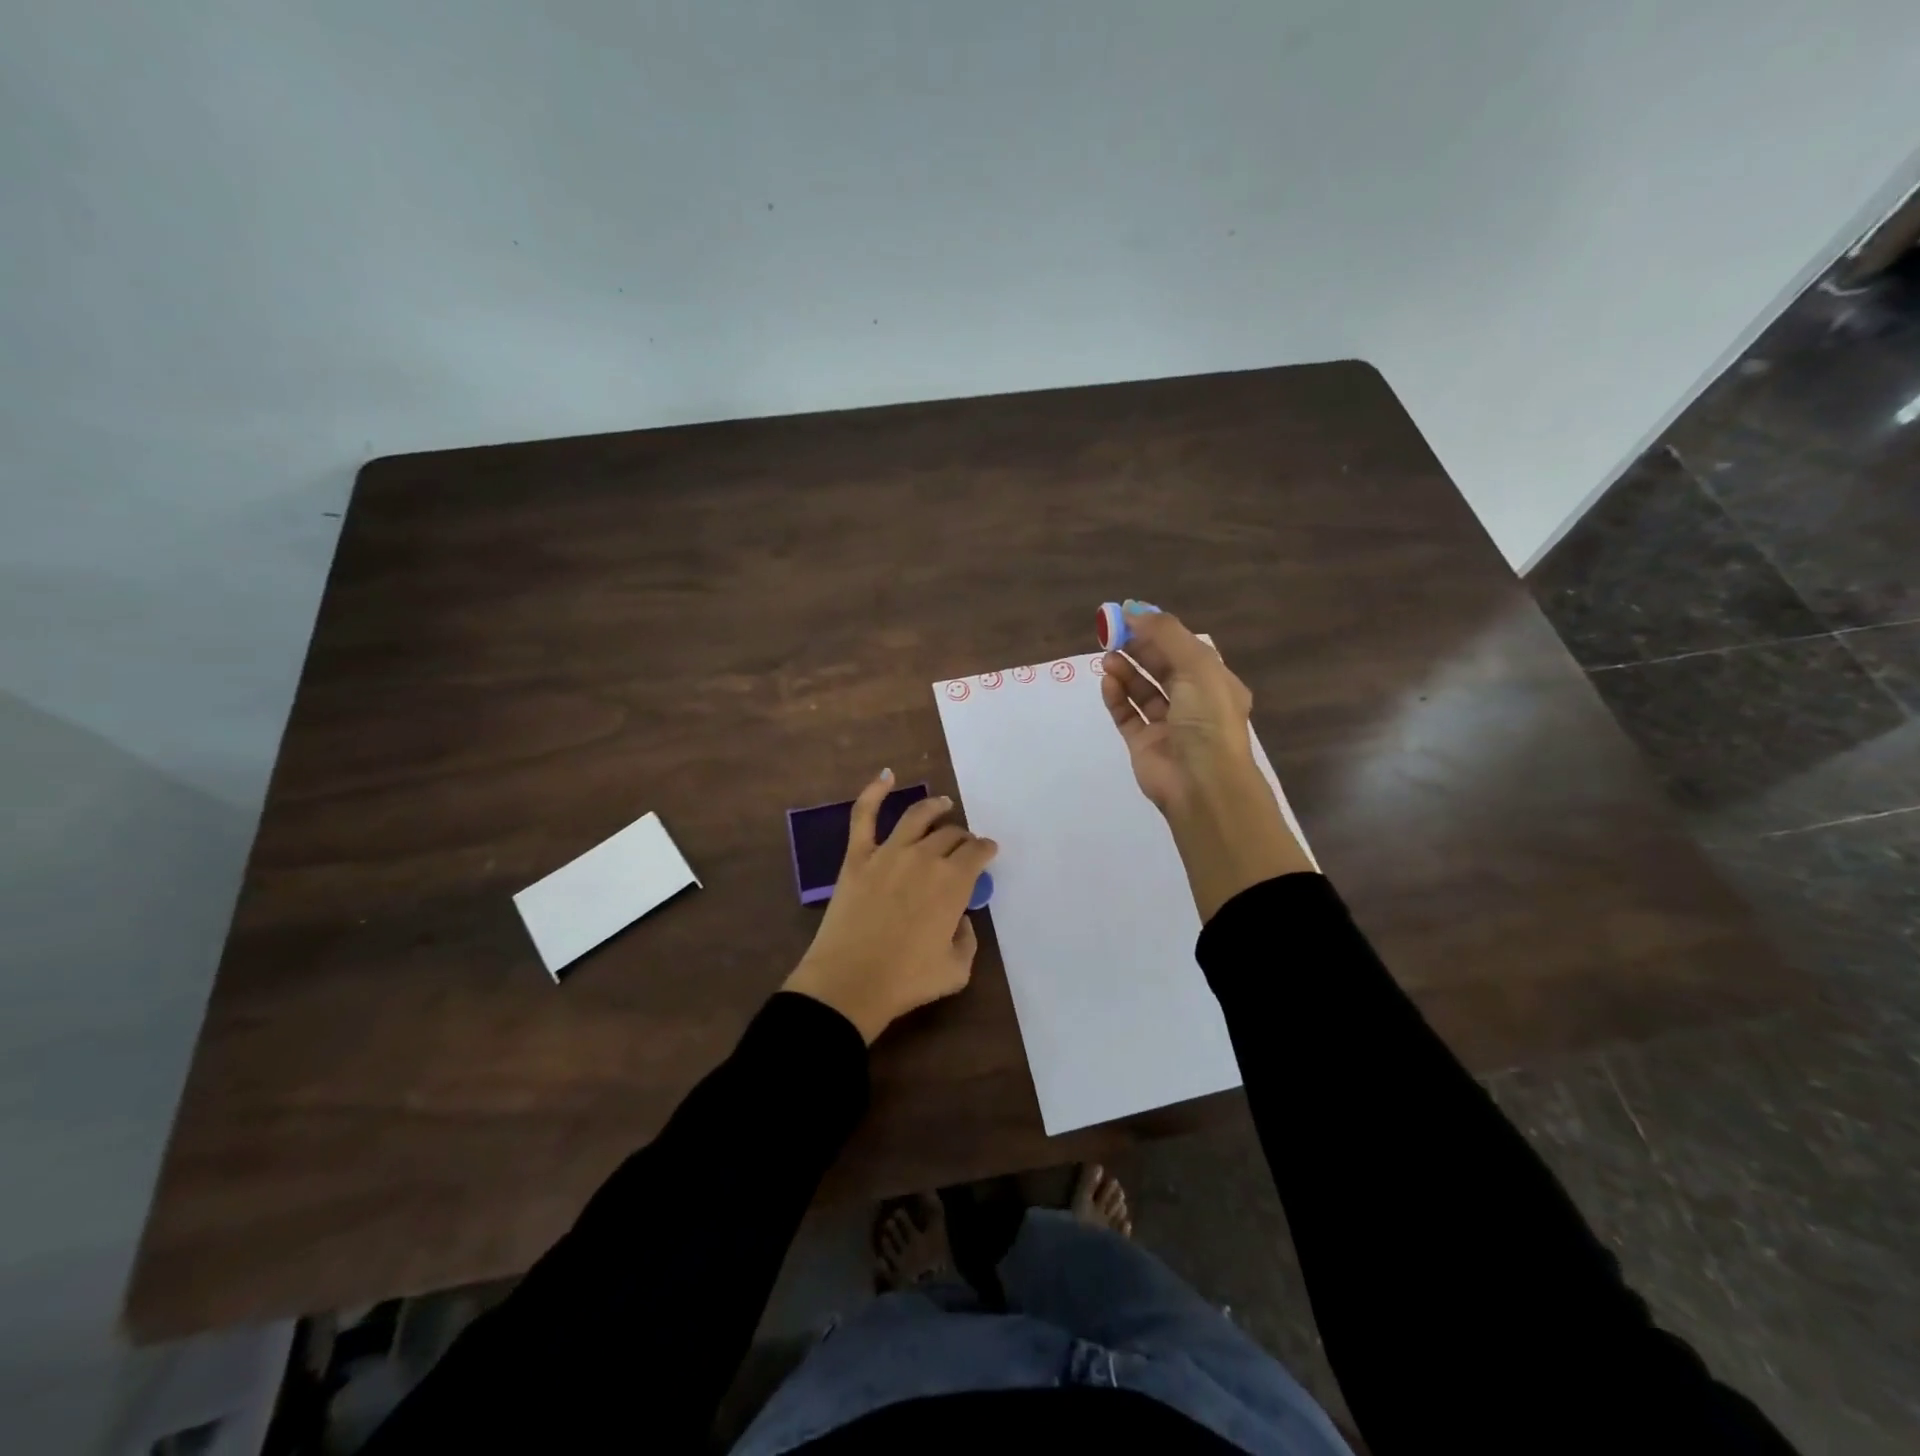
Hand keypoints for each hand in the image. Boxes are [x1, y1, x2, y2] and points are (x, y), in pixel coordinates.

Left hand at [783, 770, 998, 1043]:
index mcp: (954, 883)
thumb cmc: (907, 981)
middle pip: (950, 835)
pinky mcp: (857, 856)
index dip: (985, 850)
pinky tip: (886, 775)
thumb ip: (968, 938)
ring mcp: (889, 852)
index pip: (977, 853)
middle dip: (962, 837)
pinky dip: (874, 791)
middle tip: (963, 843)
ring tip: (942, 804)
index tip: (987, 852)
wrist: (849, 983)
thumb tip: (959, 918)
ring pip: (917, 816)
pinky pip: (864, 815)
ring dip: (934, 807)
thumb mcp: (957, 969)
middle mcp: (925, 858)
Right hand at [1101, 605, 1312, 920]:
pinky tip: (1107, 682)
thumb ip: (1165, 635)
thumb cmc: (1207, 719)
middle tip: (1111, 634)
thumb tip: (1133, 611)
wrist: (1201, 783)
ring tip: (1107, 657)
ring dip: (1125, 671)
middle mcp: (1193, 703)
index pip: (1184, 649)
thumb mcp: (1196, 666)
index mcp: (1214, 683)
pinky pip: (1127, 715)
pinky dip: (1117, 697)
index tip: (1129, 616)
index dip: (1158, 632)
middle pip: (1160, 667)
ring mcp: (1167, 725)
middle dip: (1138, 649)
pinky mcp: (1143, 744)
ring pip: (1142, 690)